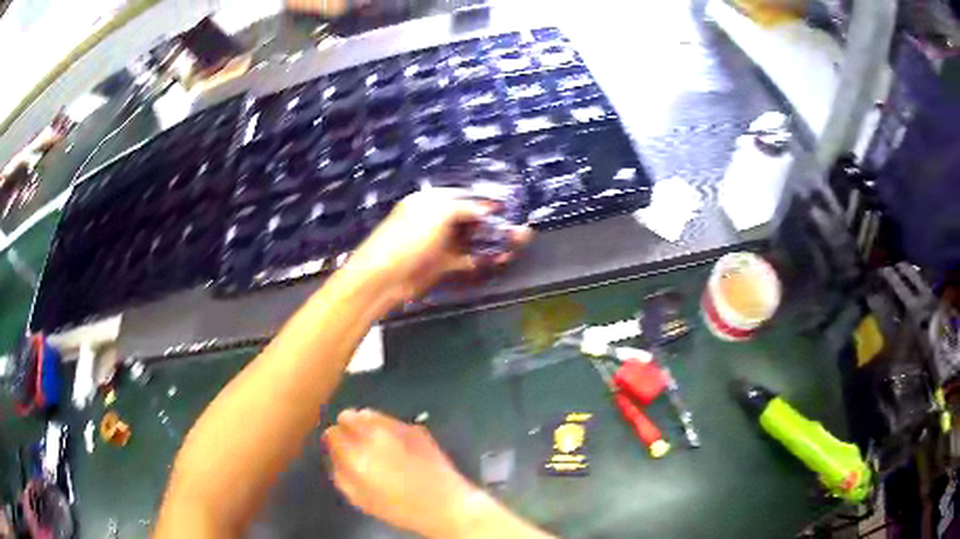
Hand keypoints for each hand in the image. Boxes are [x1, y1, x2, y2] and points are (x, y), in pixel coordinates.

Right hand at [322, 409, 481, 537]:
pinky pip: (390, 420)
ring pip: (369, 413)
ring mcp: (397, 427)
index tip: (337, 450)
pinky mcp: (415, 427)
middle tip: (353, 444)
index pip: (331, 433)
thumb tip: (335, 456)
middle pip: (348, 415)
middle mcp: (374, 434)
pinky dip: (386, 428)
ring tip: (372, 442)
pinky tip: (394, 445)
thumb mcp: (360, 499)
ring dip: (365, 424)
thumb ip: (340, 474)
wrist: (445, 504)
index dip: (332, 442)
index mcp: (357, 454)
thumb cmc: (400, 508)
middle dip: (346, 428)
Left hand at [344, 189, 531, 303]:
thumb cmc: (408, 238)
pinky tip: (502, 258)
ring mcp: (440, 243)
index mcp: (431, 201)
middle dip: (495, 222)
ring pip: (473, 239)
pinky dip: (484, 258)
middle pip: (472, 218)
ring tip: (519, 241)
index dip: (485, 200)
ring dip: (494, 240)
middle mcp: (437, 220)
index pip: (464, 196)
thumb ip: (464, 208)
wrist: (383, 278)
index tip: (508, 206)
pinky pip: (468, 258)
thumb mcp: (437, 214)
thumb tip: (486, 207)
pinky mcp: (442, 265)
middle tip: (519, 227)